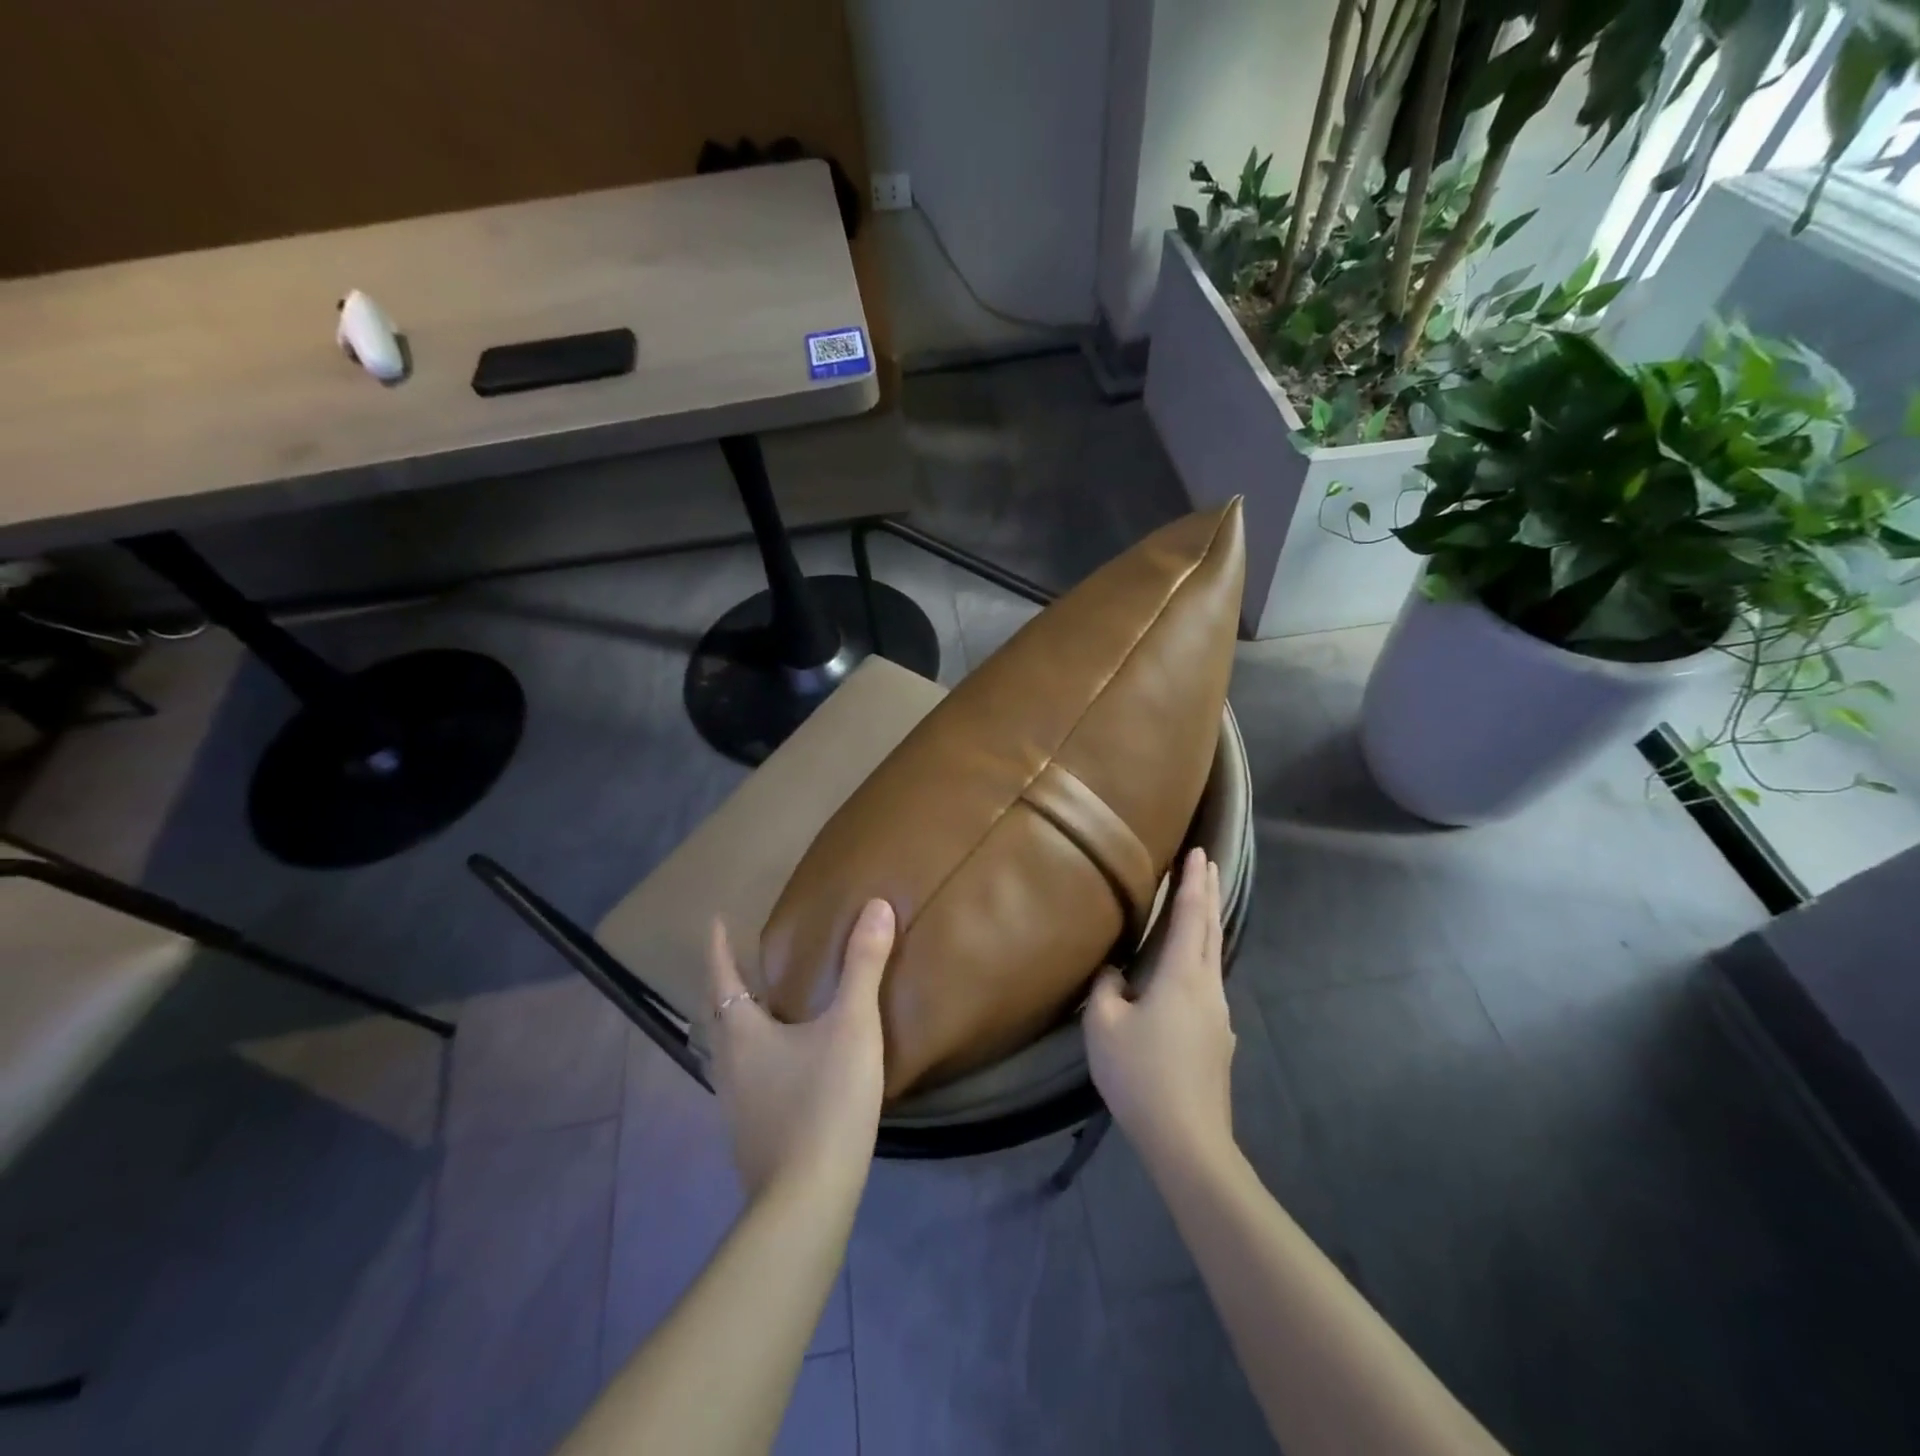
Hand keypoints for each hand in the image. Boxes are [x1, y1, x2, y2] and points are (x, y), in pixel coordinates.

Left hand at [707, 899, 893, 1202]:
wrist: (807, 1202)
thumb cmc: (824, 1102)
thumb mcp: (852, 1026)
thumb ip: (863, 966)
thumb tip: (877, 905)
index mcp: (743, 1034)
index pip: (722, 978)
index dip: (718, 947)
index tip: (714, 921)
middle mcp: (729, 1066)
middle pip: (720, 1016)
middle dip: (728, 985)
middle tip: (741, 960)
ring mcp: (736, 1107)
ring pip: (730, 1052)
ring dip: (741, 1023)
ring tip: (764, 1007)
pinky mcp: (753, 1136)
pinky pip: (747, 1080)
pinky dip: (758, 1058)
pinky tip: (785, 1067)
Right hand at [1083, 848, 1235, 1173]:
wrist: (1188, 1139)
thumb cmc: (1140, 1074)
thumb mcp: (1103, 1025)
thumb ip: (1106, 988)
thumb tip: (1115, 973)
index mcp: (1182, 976)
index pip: (1190, 916)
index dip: (1193, 882)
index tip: (1200, 852)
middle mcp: (1208, 988)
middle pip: (1211, 930)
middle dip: (1209, 893)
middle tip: (1208, 864)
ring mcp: (1219, 1016)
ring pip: (1213, 958)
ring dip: (1207, 926)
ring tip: (1198, 909)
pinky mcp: (1218, 1040)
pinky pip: (1208, 985)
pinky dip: (1200, 959)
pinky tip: (1186, 975)